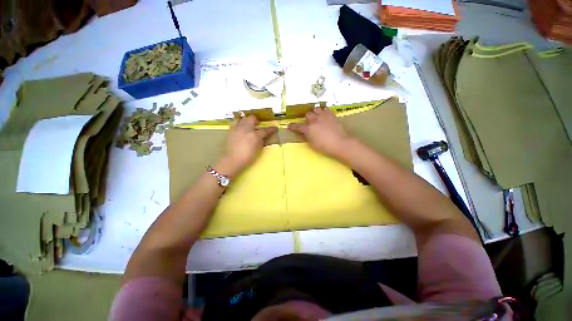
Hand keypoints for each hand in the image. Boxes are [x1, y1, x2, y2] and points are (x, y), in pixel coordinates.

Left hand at [219, 115, 276, 176]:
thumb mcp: (258, 150)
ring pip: (243, 118)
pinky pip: (235, 122)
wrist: (232, 160)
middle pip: (252, 118)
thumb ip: (261, 141)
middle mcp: (246, 129)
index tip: (274, 128)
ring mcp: (238, 128)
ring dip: (247, 120)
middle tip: (257, 125)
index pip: (265, 130)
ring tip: (248, 125)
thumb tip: (263, 137)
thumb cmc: (247, 157)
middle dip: (256, 121)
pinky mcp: (230, 130)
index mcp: (255, 135)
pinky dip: (239, 123)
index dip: (271, 129)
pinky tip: (240, 128)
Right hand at [288, 107, 352, 158]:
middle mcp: (314, 120)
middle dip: (306, 117)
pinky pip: (325, 109)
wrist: (340, 143)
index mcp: (308, 129)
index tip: (289, 126)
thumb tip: (304, 133)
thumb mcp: (312, 144)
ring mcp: (323, 116)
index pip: (298, 126)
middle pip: (308, 114)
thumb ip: (307, 137)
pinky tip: (324, 114)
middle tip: (308, 121)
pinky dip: (323, 111)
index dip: (293, 126)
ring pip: (316, 109)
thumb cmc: (324, 147)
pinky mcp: (331, 115)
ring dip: (314, 112)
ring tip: (316, 116)